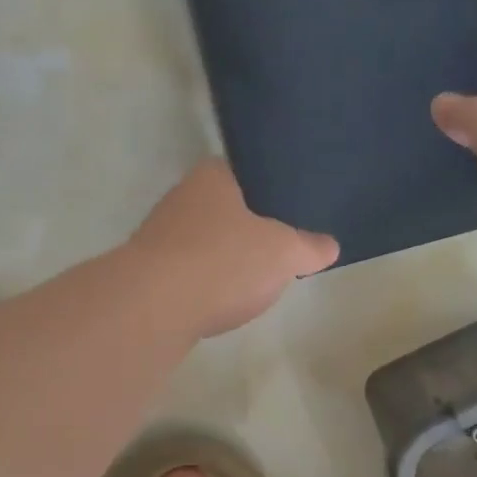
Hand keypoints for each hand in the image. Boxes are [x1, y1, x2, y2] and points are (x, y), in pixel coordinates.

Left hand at [127, 158, 339, 337]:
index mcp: (211, 177)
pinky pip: (187, 271)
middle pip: (224, 208)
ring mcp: (159, 234)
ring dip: (224, 258)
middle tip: (280, 247)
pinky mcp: (148, 271)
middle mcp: (180, 197)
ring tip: (253, 278)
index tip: (291, 210)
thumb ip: (309, 246)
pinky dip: (204, 283)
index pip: (244, 171)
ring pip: (204, 241)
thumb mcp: (284, 253)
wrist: (154, 305)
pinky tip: (220, 301)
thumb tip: (329, 245)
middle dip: (248, 227)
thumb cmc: (223, 261)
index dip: (269, 189)